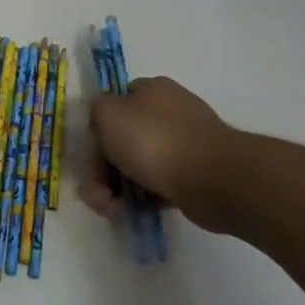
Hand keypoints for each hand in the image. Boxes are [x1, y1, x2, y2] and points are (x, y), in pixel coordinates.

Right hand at [84, 76, 243, 232]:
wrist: (213, 179)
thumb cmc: (154, 141)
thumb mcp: (107, 114)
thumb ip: (96, 110)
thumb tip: (103, 118)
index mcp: (151, 91)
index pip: (115, 104)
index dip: (97, 129)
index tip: (91, 152)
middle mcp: (168, 113)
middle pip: (122, 141)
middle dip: (101, 170)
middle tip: (97, 193)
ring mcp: (183, 145)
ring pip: (136, 166)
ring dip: (116, 190)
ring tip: (113, 210)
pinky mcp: (192, 175)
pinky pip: (157, 185)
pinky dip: (141, 199)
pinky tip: (131, 212)